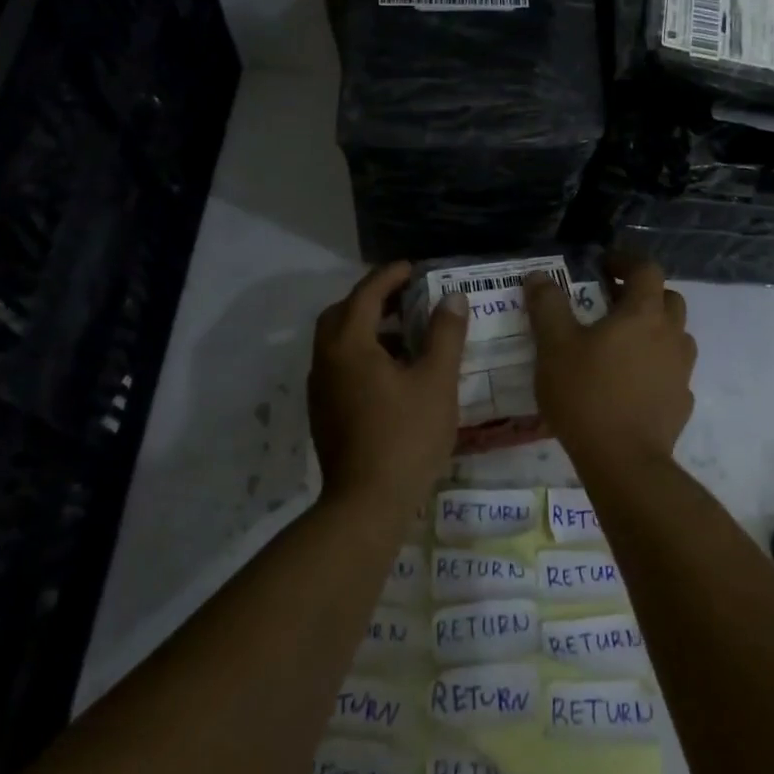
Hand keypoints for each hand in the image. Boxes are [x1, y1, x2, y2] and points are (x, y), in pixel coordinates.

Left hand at [308, 261, 468, 514]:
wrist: (366, 505)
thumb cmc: (405, 436)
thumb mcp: (436, 380)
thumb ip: (445, 334)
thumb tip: (453, 298)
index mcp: (349, 345)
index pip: (365, 294)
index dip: (390, 276)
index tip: (414, 269)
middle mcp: (326, 360)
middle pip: (342, 313)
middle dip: (371, 299)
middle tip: (405, 298)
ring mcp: (321, 389)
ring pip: (337, 341)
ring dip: (365, 327)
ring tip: (404, 333)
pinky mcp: (323, 413)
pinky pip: (338, 365)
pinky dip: (360, 353)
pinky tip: (391, 372)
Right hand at [523, 255, 695, 470]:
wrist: (623, 461)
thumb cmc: (587, 394)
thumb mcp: (554, 345)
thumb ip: (547, 305)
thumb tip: (539, 275)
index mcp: (643, 314)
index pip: (646, 269)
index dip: (625, 261)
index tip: (603, 266)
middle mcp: (671, 335)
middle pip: (668, 299)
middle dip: (643, 294)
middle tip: (611, 303)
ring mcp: (681, 371)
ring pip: (675, 335)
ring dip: (654, 329)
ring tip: (622, 343)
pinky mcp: (682, 402)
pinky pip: (672, 371)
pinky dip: (656, 366)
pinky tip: (632, 382)